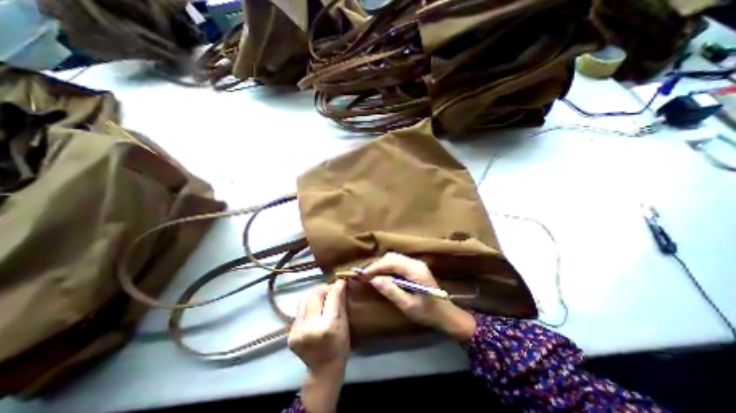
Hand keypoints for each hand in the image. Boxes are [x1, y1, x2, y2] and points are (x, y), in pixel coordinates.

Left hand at [287, 279, 349, 411]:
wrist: (323, 370)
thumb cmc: (340, 346)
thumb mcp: (344, 323)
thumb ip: (340, 302)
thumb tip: (339, 284)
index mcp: (327, 326)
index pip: (331, 297)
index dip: (336, 286)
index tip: (340, 281)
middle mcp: (310, 327)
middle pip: (314, 295)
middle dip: (323, 288)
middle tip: (329, 289)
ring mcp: (297, 331)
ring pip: (304, 301)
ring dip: (314, 296)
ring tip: (321, 298)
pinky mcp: (290, 335)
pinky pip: (299, 312)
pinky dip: (307, 307)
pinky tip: (313, 311)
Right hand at [362, 253, 476, 340]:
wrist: (447, 315)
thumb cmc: (429, 313)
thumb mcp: (408, 305)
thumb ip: (391, 291)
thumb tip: (374, 280)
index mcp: (416, 271)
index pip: (392, 262)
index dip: (376, 266)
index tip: (363, 274)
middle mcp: (416, 263)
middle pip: (392, 257)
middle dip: (377, 264)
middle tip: (365, 275)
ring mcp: (416, 264)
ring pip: (394, 258)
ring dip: (381, 265)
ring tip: (370, 275)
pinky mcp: (415, 268)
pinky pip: (398, 263)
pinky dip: (387, 267)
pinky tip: (382, 275)